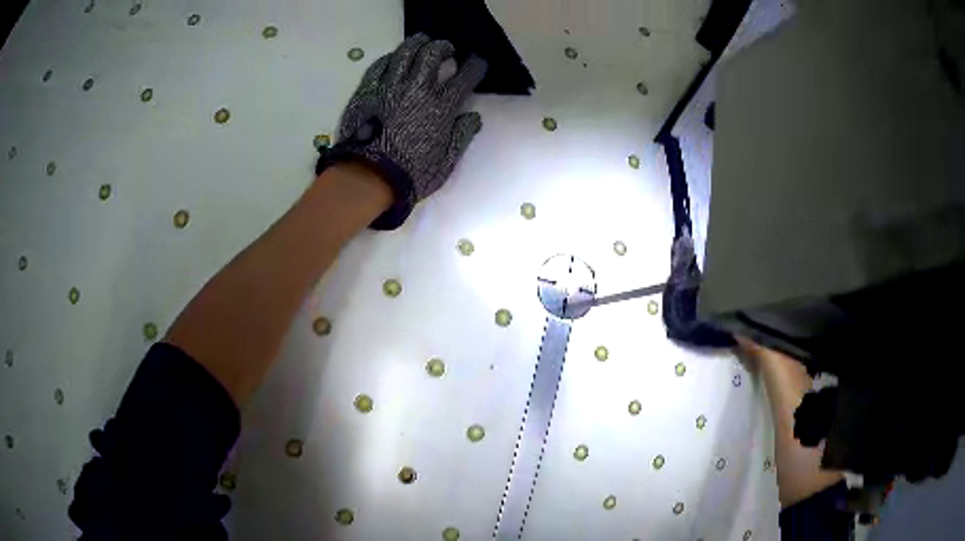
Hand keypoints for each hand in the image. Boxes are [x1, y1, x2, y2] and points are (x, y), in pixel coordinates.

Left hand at [322, 34, 487, 229]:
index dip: (475, 65)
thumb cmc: (410, 175)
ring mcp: (390, 86)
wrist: (367, 178)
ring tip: (422, 41)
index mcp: (442, 107)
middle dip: (444, 47)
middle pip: (434, 54)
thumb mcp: (446, 162)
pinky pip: (380, 65)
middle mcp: (418, 89)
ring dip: (417, 43)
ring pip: (406, 53)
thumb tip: (473, 116)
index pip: (465, 76)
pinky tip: (395, 58)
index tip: (477, 62)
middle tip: (447, 50)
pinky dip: (390, 58)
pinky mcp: (367, 90)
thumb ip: (461, 136)